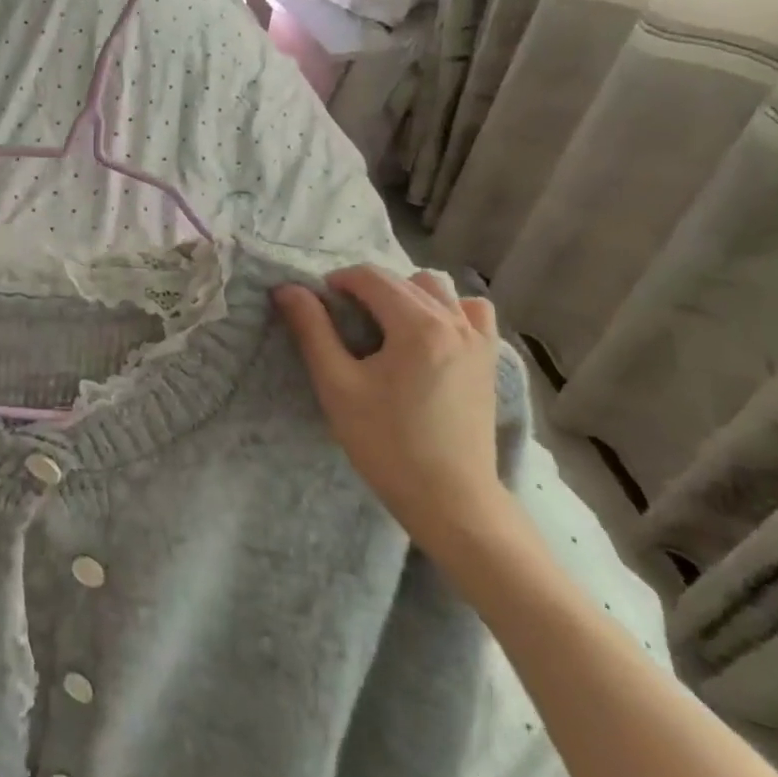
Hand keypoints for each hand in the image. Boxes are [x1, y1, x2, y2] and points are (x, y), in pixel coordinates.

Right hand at [274, 266, 508, 552]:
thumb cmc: (385, 443)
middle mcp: (455, 322)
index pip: (371, 278)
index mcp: (417, 325)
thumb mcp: (337, 385)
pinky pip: (471, 312)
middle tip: (341, 320)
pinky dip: (447, 310)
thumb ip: (312, 330)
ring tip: (384, 325)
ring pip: (439, 290)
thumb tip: (288, 289)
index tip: (317, 305)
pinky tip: (427, 335)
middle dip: (367, 288)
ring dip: (406, 294)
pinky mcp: (489, 359)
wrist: (449, 498)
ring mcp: (480, 340)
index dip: (337, 282)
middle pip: (404, 280)